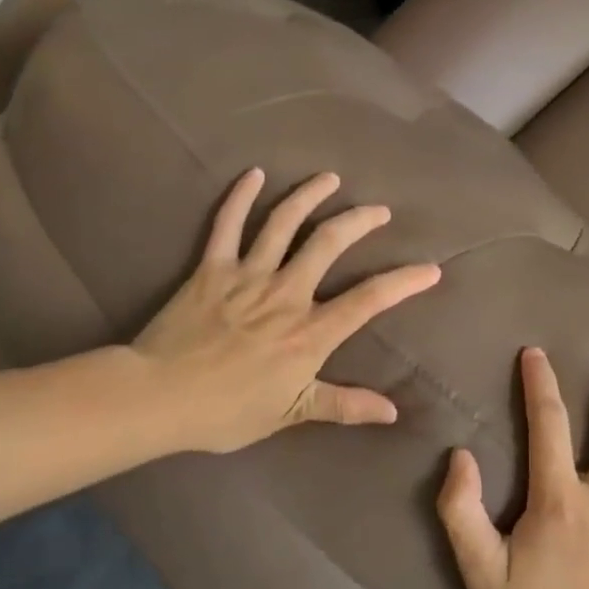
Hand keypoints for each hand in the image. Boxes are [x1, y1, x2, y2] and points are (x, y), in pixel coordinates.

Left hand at [131, 168, 440, 453]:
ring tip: (330, 178)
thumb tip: (392, 411)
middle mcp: (285, 294)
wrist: (158, 397)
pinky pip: (227, 224)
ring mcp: (247, 275)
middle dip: (359, 221)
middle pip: (329, 244)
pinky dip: (240, 197)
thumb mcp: (292, 414)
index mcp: (309, 332)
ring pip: (284, 223)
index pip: (368, 300)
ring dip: (310, 196)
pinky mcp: (211, 268)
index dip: (403, 282)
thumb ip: (344, 406)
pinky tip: (254, 174)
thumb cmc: (227, 411)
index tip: (430, 269)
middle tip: (379, 210)